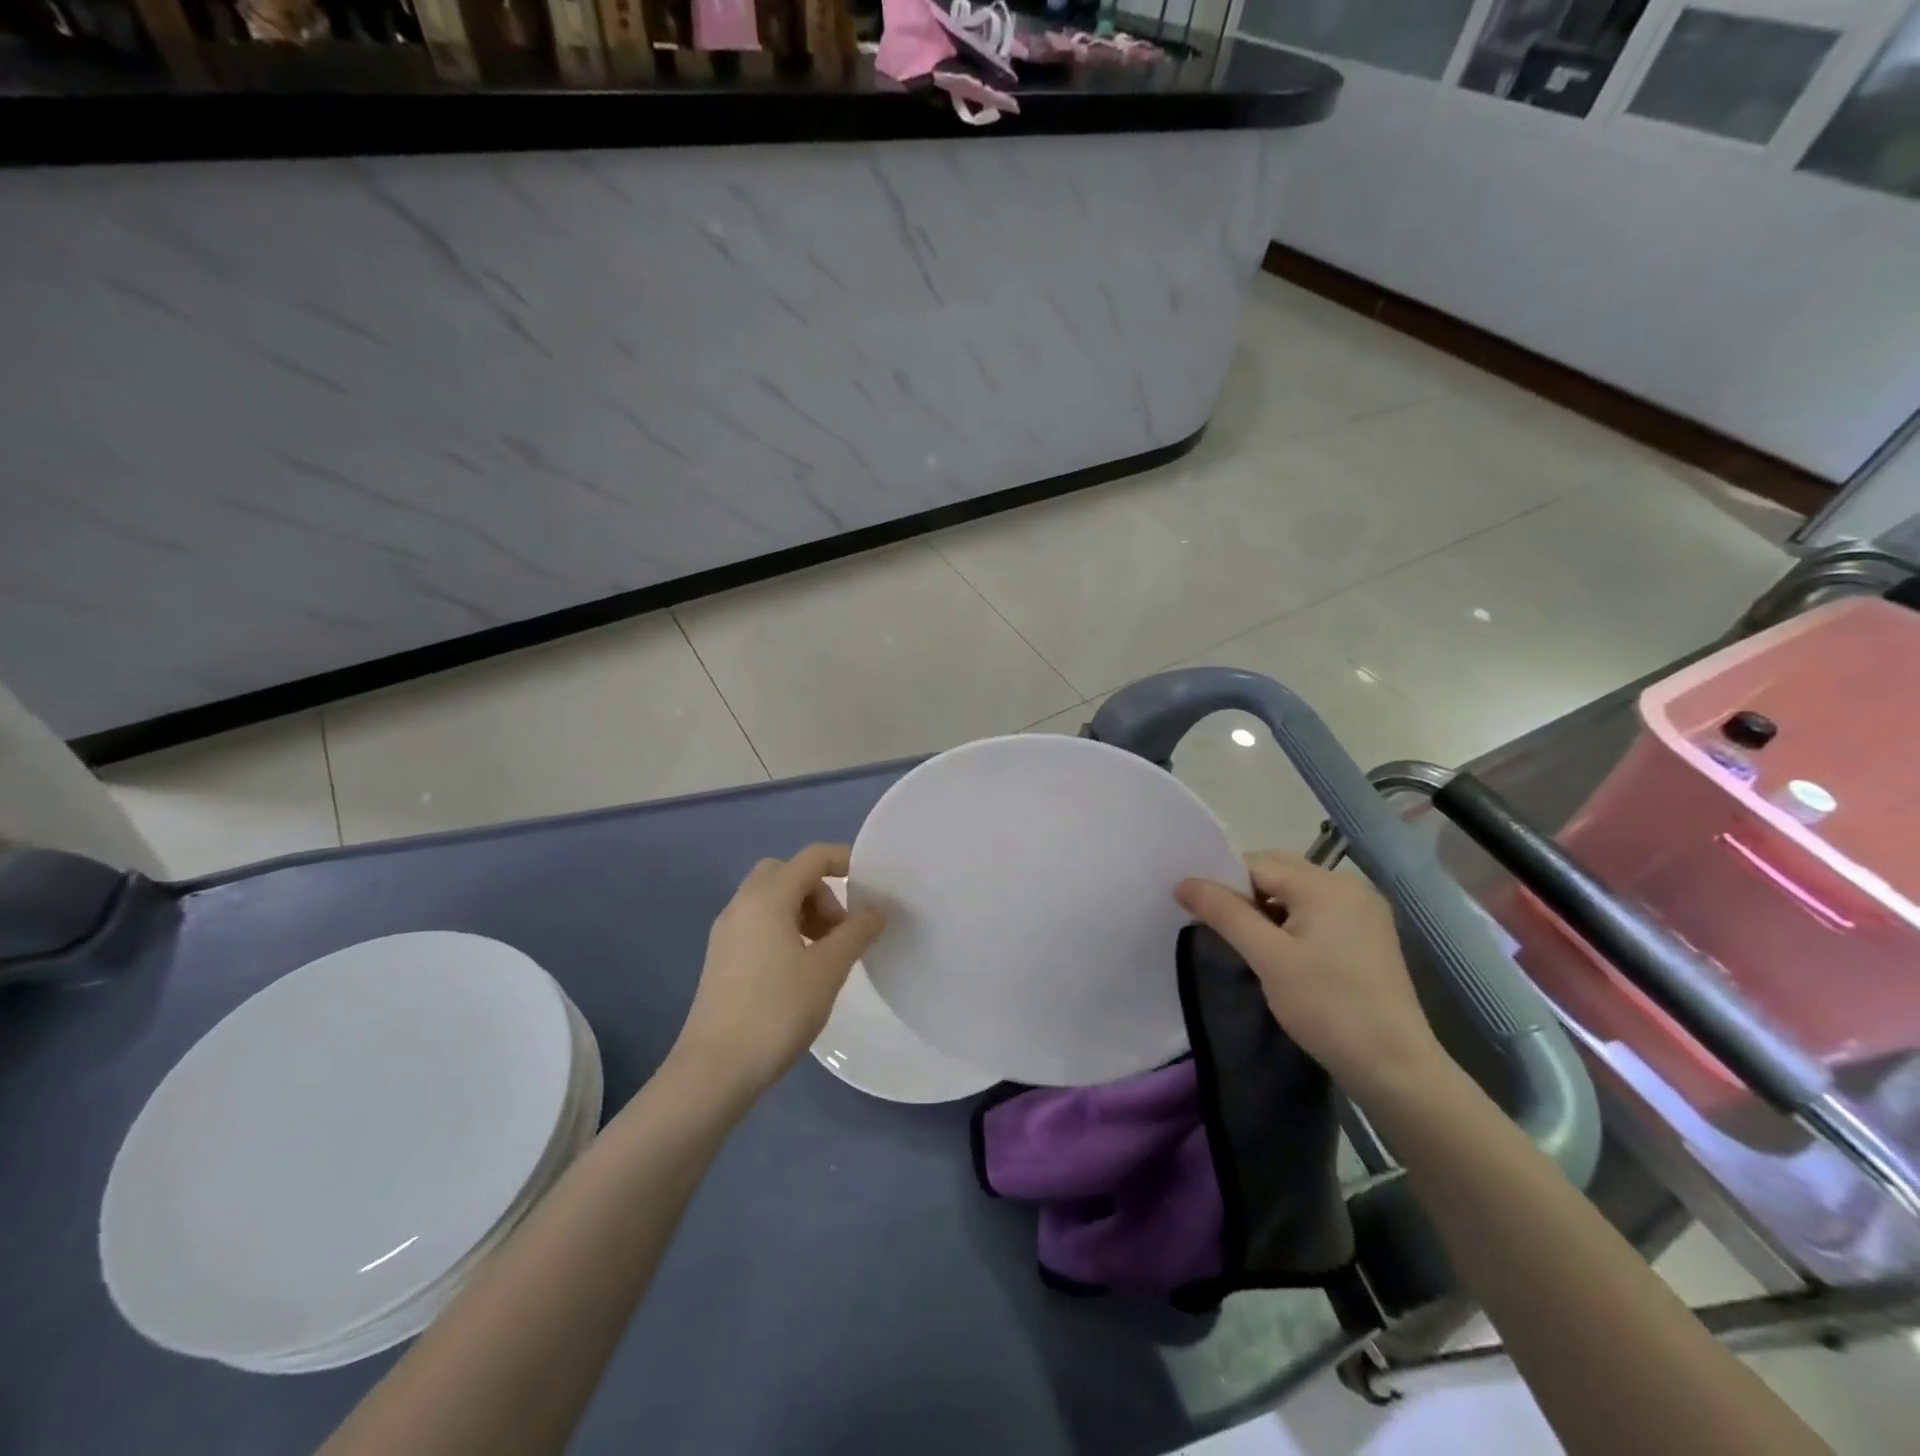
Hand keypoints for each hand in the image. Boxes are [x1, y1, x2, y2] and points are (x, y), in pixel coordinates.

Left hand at [670, 845, 885, 1105]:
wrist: (715, 1069)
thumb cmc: (777, 1011)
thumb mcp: (828, 969)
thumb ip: (857, 932)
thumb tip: (877, 909)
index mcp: (767, 898)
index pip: (812, 857)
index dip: (844, 861)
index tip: (871, 886)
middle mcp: (742, 904)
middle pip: (787, 872)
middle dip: (820, 889)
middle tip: (840, 928)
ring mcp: (727, 931)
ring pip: (770, 898)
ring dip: (802, 910)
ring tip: (824, 951)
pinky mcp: (721, 957)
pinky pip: (757, 922)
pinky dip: (783, 928)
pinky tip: (799, 968)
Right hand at [1176, 851, 1448, 1102]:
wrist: (1396, 1068)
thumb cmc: (1327, 1008)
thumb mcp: (1268, 958)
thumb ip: (1224, 913)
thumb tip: (1183, 883)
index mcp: (1325, 885)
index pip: (1257, 864)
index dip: (1222, 882)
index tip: (1198, 911)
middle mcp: (1348, 886)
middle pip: (1278, 871)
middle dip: (1244, 893)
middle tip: (1219, 927)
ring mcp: (1364, 909)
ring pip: (1297, 891)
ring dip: (1266, 907)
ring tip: (1248, 942)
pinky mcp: (1369, 933)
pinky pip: (1318, 910)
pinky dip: (1291, 920)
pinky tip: (1282, 951)